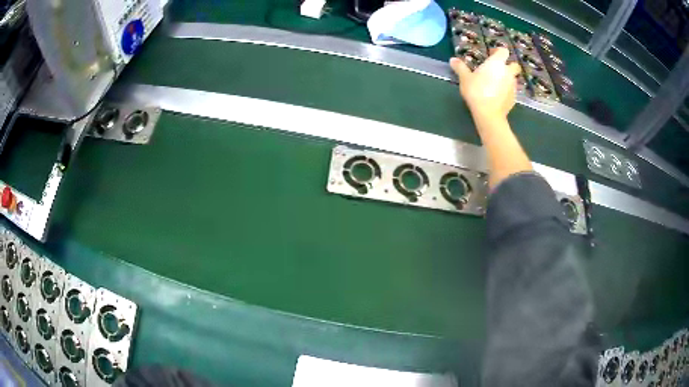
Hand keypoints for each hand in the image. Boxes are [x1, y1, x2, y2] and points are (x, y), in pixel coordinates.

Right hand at [450, 48, 521, 120]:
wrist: (489, 114)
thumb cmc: (477, 91)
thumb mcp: (465, 78)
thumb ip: (460, 67)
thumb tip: (452, 59)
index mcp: (497, 63)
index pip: (504, 51)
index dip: (498, 51)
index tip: (491, 54)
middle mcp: (508, 72)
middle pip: (514, 65)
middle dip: (508, 65)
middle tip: (497, 69)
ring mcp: (512, 86)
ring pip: (513, 78)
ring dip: (507, 78)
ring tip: (496, 83)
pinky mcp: (514, 98)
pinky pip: (511, 90)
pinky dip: (506, 90)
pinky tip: (498, 95)